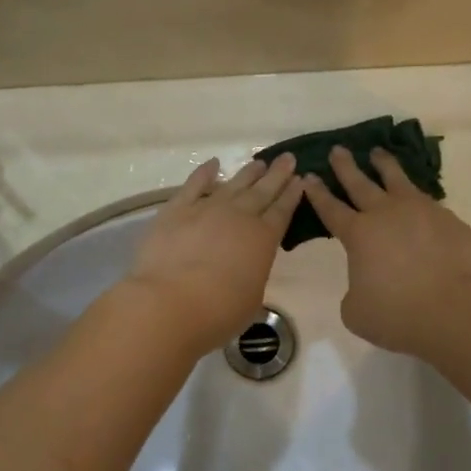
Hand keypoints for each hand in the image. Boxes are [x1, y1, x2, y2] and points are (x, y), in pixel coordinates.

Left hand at [124, 155, 302, 356]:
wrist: (170, 304)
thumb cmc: (218, 312)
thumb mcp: (251, 298)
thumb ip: (253, 274)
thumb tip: (246, 267)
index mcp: (263, 239)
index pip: (282, 211)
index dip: (292, 195)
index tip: (300, 180)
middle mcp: (239, 216)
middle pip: (262, 191)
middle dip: (277, 175)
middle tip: (287, 158)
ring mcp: (207, 209)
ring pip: (233, 184)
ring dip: (248, 172)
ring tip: (260, 162)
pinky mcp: (177, 210)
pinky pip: (194, 185)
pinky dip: (204, 173)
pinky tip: (213, 164)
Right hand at [303, 145, 470, 358]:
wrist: (457, 307)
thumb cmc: (399, 313)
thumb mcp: (358, 312)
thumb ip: (355, 292)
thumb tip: (366, 283)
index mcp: (358, 234)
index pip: (331, 209)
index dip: (318, 193)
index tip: (309, 176)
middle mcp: (386, 213)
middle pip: (360, 183)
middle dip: (346, 166)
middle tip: (338, 150)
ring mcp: (420, 211)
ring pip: (397, 179)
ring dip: (384, 164)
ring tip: (378, 153)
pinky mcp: (448, 218)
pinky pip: (427, 200)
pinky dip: (417, 195)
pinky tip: (418, 198)